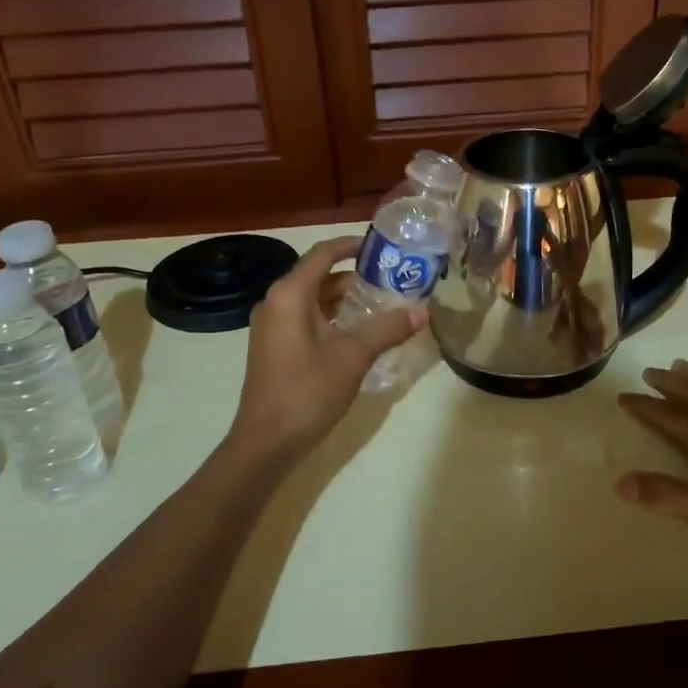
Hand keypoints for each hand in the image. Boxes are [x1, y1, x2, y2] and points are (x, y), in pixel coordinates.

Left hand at [228, 236, 423, 461]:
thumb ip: (387, 329)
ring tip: (381, 304)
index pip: (322, 254)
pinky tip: (357, 333)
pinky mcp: (273, 348)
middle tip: (390, 279)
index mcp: (289, 295)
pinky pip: (305, 320)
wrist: (266, 442)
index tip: (381, 247)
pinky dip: (331, 318)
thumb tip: (421, 312)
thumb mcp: (354, 356)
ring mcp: (271, 327)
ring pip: (311, 301)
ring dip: (343, 299)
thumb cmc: (308, 390)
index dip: (351, 246)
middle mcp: (275, 303)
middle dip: (353, 276)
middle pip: (317, 276)